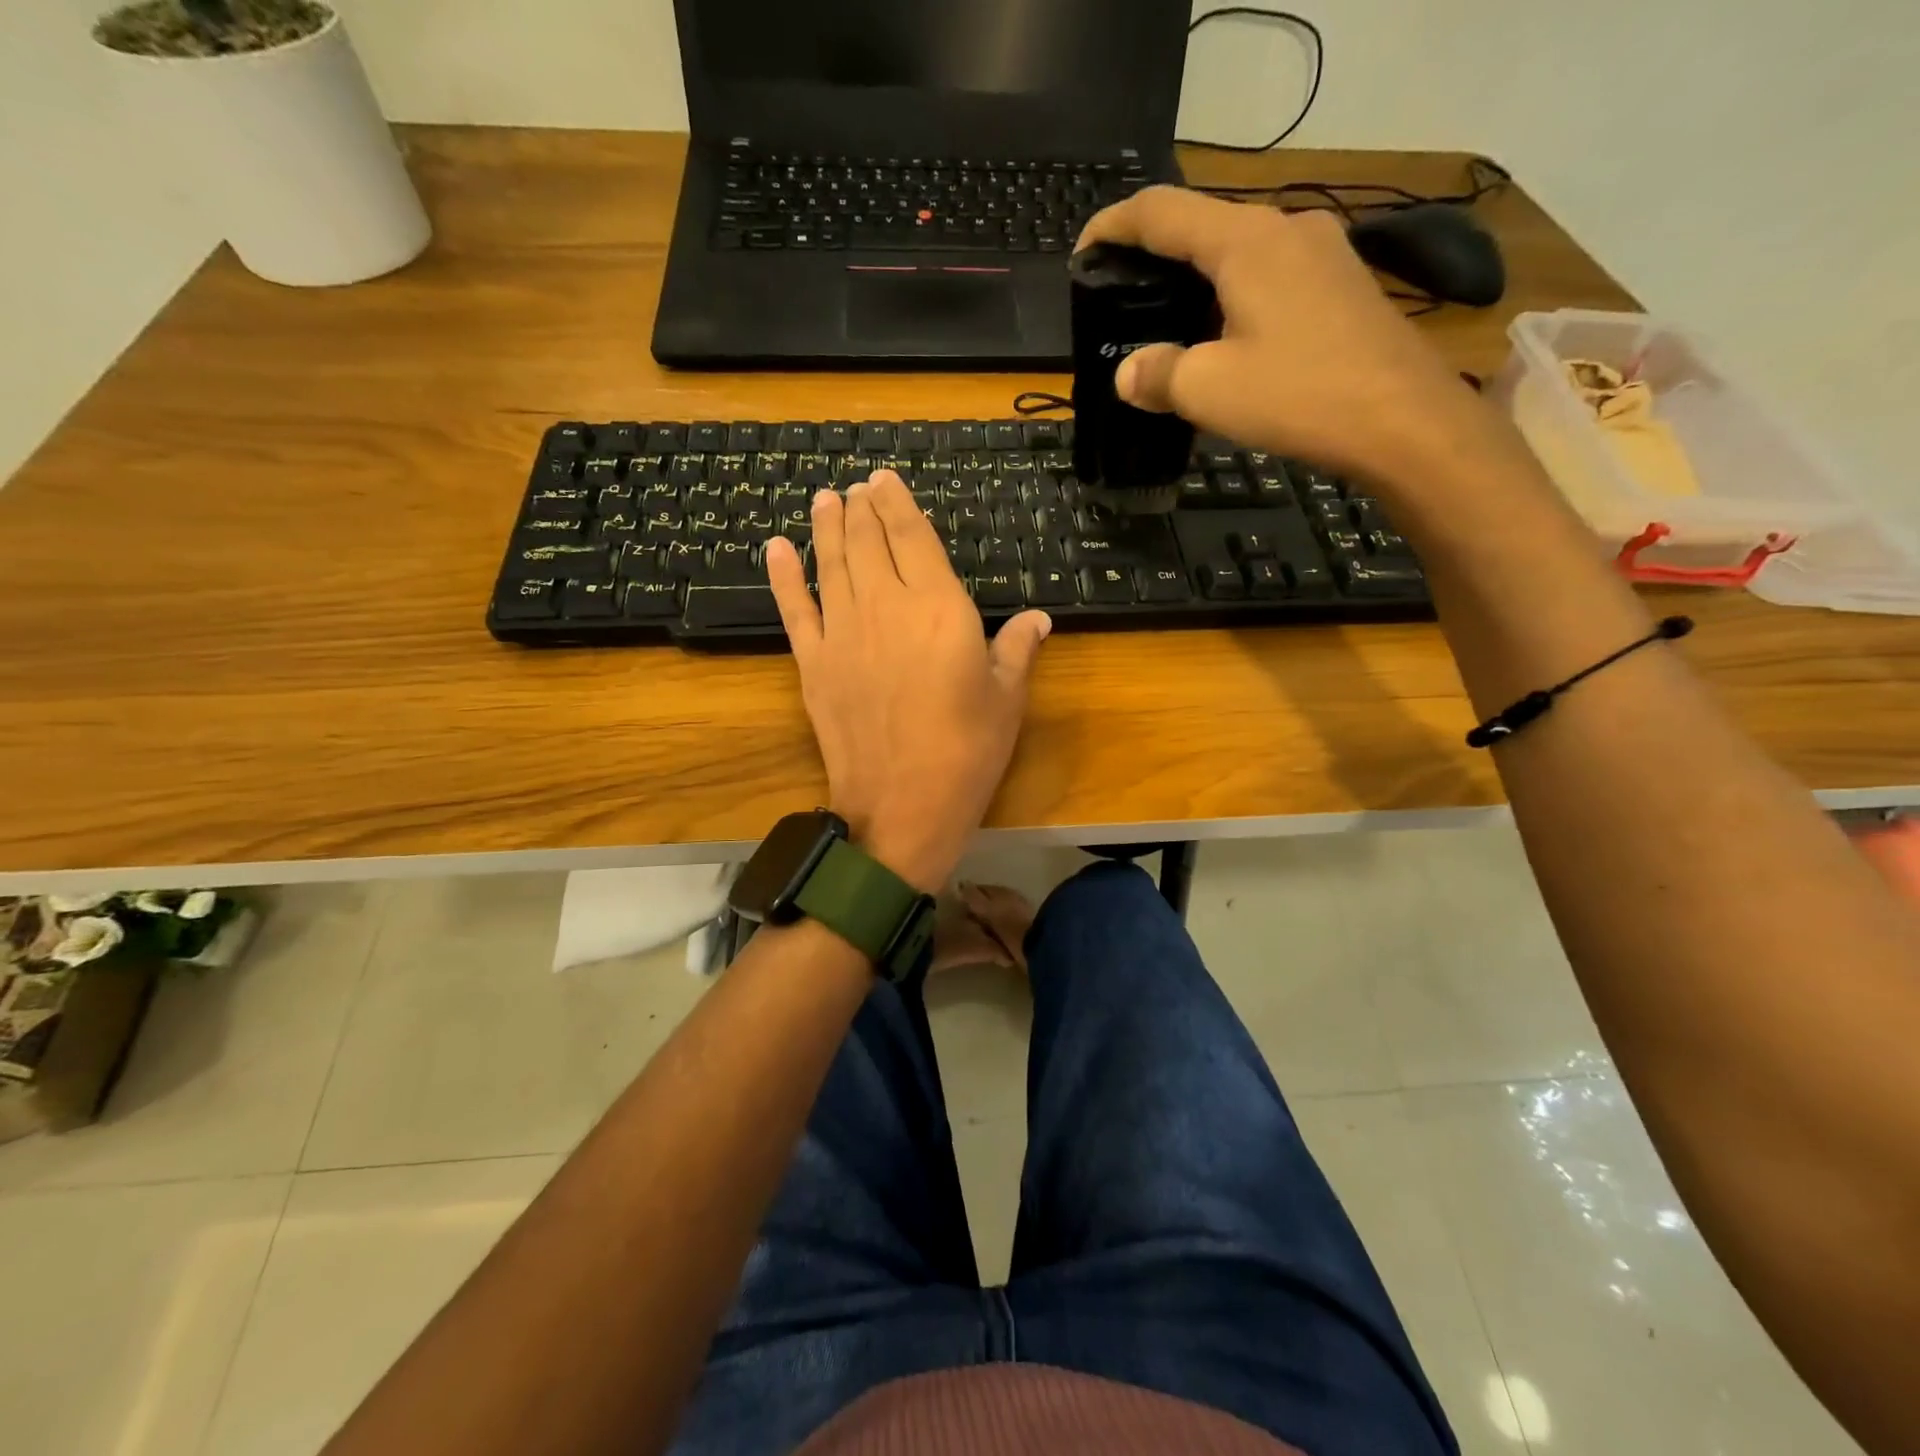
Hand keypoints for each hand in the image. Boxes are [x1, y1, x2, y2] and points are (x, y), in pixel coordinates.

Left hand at [763, 472, 1051, 892]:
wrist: (902, 806)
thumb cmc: (966, 751)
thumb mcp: (1006, 698)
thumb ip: (1018, 648)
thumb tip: (1038, 617)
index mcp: (938, 606)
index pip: (912, 537)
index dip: (897, 504)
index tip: (884, 480)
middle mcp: (885, 606)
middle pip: (866, 542)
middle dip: (861, 508)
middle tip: (856, 487)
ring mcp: (842, 633)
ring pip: (830, 564)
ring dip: (826, 527)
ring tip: (825, 499)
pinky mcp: (812, 663)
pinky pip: (795, 609)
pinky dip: (783, 576)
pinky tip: (775, 548)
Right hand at [1079, 187, 1513, 493]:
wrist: (1404, 421)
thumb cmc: (1300, 396)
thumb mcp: (1209, 391)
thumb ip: (1158, 374)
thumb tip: (1128, 373)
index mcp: (1245, 240)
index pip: (1161, 212)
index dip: (1112, 226)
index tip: (1082, 253)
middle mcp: (1286, 228)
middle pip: (1203, 225)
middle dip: (1154, 255)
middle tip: (1121, 295)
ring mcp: (1323, 252)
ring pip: (1239, 250)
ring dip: (1196, 278)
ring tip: (1167, 321)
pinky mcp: (1342, 284)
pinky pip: (1270, 274)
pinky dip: (1232, 295)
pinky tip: (1224, 336)